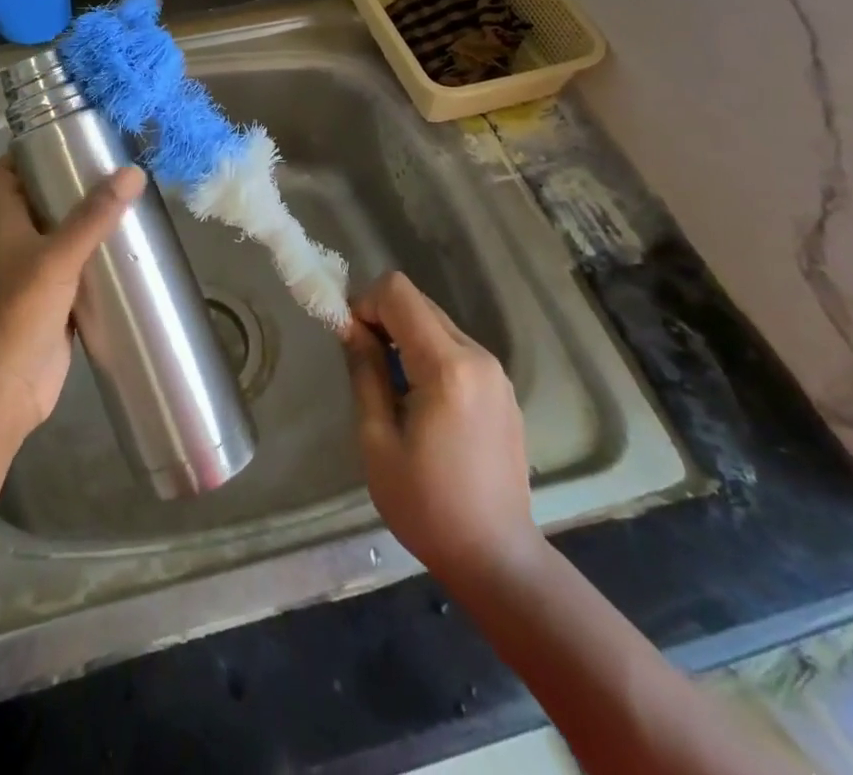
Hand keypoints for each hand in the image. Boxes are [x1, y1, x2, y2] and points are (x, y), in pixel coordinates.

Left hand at [0, 157, 146, 438]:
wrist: (4, 389)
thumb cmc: (19, 314)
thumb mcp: (57, 258)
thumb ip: (93, 218)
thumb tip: (132, 172)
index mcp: (5, 225)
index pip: (2, 176)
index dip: (22, 153)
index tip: (60, 136)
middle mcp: (17, 246)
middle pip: (37, 202)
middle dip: (68, 183)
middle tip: (109, 166)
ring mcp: (36, 278)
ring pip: (61, 238)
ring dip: (87, 222)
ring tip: (127, 201)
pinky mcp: (56, 305)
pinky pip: (78, 272)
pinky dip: (97, 261)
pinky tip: (128, 254)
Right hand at [342, 271, 543, 587]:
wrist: (498, 560)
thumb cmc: (427, 506)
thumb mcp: (377, 439)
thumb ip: (365, 371)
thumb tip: (350, 326)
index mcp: (447, 367)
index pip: (398, 292)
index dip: (365, 303)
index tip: (351, 340)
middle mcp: (478, 356)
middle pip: (419, 302)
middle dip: (383, 317)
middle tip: (363, 360)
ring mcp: (496, 372)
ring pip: (436, 321)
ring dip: (405, 335)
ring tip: (391, 385)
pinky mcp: (502, 389)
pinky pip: (455, 346)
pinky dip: (428, 352)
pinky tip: (420, 400)